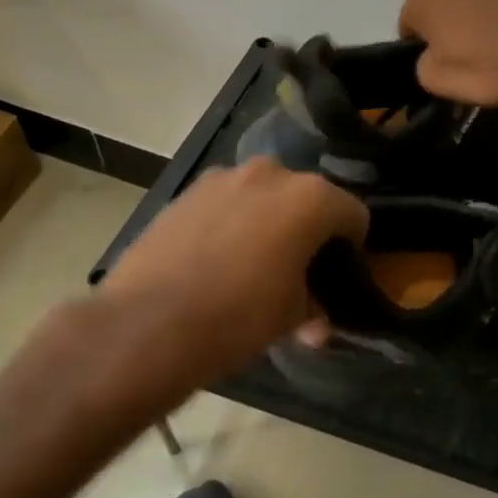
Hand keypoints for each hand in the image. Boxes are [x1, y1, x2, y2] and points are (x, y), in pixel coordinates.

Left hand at [43, 159, 368, 414]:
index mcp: (310, 198)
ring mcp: (223, 177)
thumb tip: (316, 322)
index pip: (353, 214)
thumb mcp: (290, 318)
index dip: (352, 247)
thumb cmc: (236, 318)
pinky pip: (226, 202)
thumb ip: (313, 308)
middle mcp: (272, 173)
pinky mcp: (186, 191)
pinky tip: (213, 260)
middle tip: (295, 272)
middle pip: (307, 198)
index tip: (337, 276)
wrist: (144, 325)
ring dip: (267, 222)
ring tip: (249, 266)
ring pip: (263, 196)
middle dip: (307, 230)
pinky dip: (230, 222)